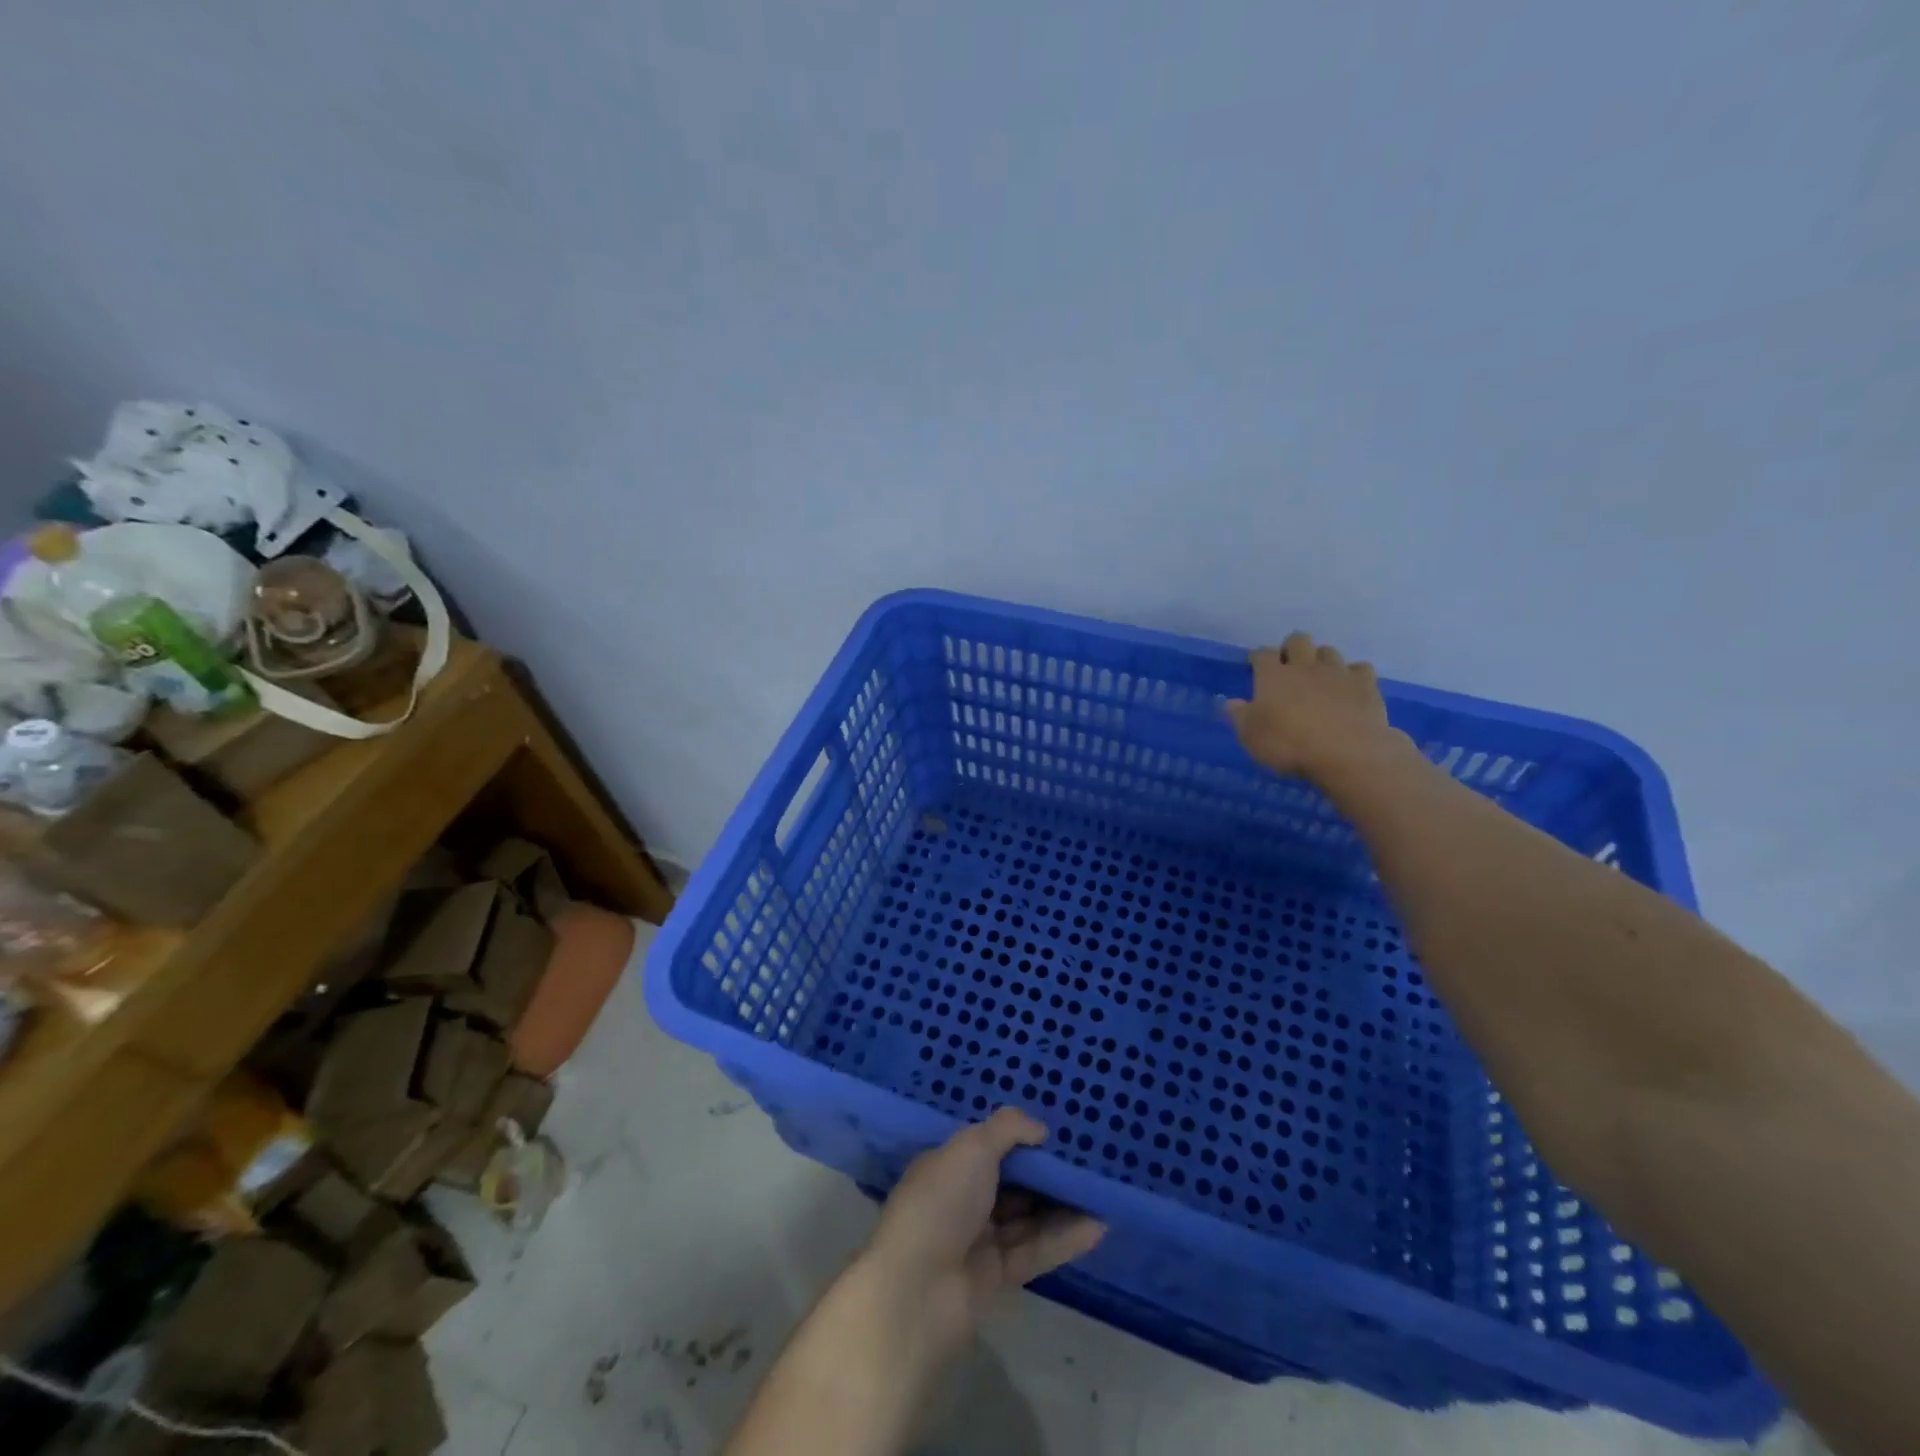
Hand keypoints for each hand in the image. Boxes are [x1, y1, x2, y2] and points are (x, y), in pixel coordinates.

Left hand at [863, 1109, 1104, 1357]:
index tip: (1057, 1137)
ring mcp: (978, 1240)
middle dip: (1045, 1175)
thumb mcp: (973, 1147)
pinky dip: (1063, 1239)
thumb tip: (1040, 1129)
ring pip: (1027, 1219)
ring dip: (1061, 1207)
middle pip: (1010, 1184)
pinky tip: (1096, 1226)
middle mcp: (961, 1200)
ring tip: (1100, 1194)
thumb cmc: (941, 1201)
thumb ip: (1008, 1129)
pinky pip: (1035, 1251)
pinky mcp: (996, 1277)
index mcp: (948, 1165)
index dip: (1020, 1141)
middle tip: (1086, 1164)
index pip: (987, 1147)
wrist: (917, 1290)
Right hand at [1225, 631, 1401, 784]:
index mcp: (1273, 676)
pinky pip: (1359, 668)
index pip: (1262, 654)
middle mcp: (1304, 666)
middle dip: (1292, 648)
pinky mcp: (1365, 684)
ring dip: (1321, 659)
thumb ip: (1239, 716)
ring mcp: (1337, 673)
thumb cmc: (1289, 745)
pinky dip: (1353, 674)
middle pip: (1298, 640)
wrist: (1347, 752)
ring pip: (1328, 651)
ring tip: (1319, 676)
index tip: (1254, 664)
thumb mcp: (1251, 736)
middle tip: (1289, 664)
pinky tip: (1349, 687)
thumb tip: (1230, 702)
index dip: (1258, 656)